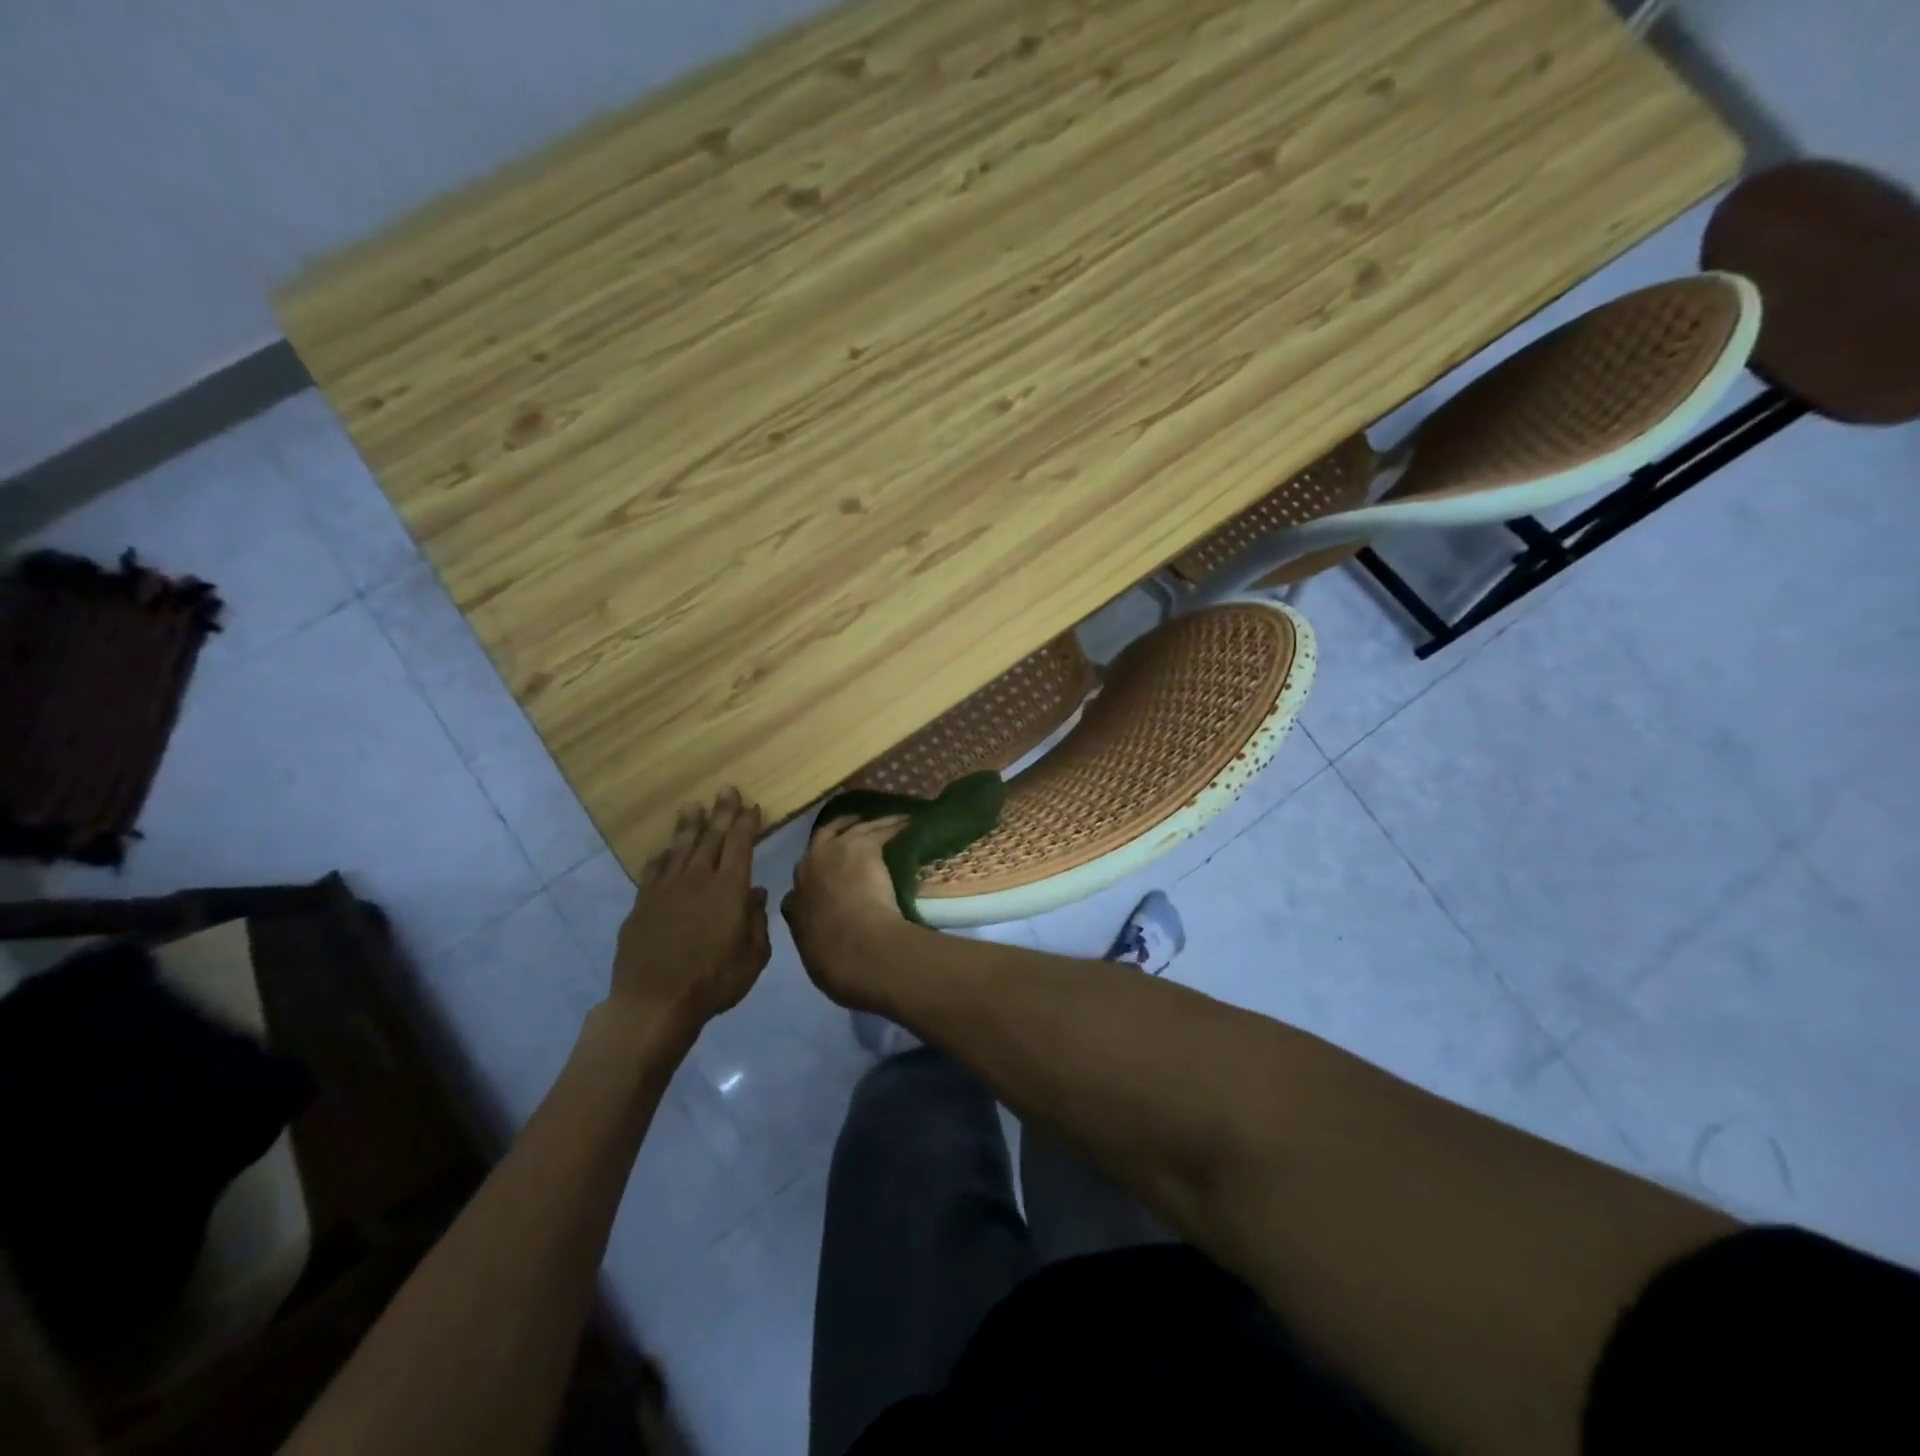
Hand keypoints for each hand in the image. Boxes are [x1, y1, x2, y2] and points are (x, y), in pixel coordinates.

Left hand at [611, 789, 769, 1033]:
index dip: (746, 823)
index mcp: (729, 888)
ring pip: (680, 847)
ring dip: (689, 826)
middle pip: (711, 837)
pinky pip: (653, 870)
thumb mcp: (753, 956)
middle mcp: (697, 878)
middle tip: (726, 790)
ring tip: (693, 806)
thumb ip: (757, 921)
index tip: (751, 806)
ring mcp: (666, 889)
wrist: (655, 1002)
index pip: (740, 844)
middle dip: (721, 812)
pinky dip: (661, 857)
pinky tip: (663, 851)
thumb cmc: (714, 981)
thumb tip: (756, 894)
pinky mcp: (642, 903)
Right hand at [782, 815, 910, 1008]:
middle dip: (836, 831)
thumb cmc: (837, 962)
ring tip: (888, 819)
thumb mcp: (816, 954)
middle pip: (821, 839)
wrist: (858, 947)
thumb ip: (817, 940)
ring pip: (853, 828)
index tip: (828, 876)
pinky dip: (894, 824)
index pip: (801, 882)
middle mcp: (808, 869)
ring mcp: (833, 852)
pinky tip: (907, 822)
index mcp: (795, 902)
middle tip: (853, 826)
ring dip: (870, 823)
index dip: (815, 876)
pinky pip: (880, 828)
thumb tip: (825, 942)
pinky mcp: (862, 845)